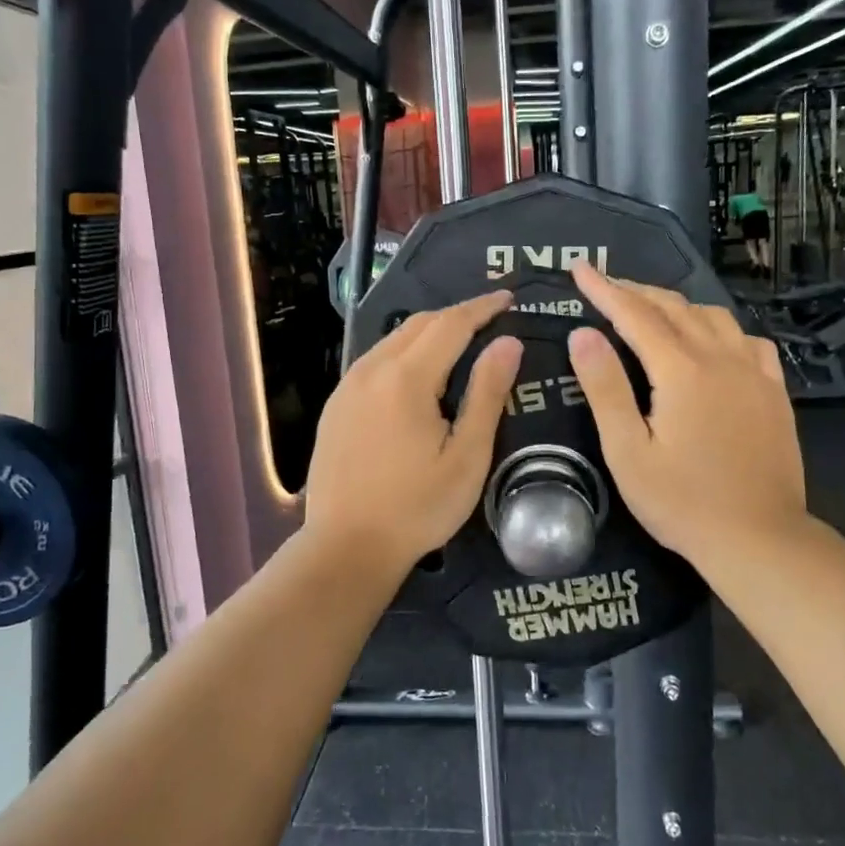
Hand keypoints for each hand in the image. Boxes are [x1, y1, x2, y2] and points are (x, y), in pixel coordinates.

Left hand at [305, 290, 523, 573]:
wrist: (345, 547)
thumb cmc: (416, 507)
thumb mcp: (467, 456)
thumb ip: (487, 394)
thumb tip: (508, 343)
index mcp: (406, 378)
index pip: (451, 323)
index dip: (482, 307)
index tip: (508, 298)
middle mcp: (371, 370)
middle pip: (420, 324)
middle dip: (457, 315)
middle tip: (490, 318)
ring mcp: (348, 386)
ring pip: (393, 340)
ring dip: (429, 332)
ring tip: (460, 341)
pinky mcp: (336, 405)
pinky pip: (375, 361)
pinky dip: (404, 352)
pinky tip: (418, 372)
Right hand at [566, 264, 806, 563]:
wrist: (759, 539)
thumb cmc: (682, 502)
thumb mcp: (628, 450)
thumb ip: (605, 388)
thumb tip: (582, 335)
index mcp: (682, 371)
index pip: (635, 314)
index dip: (604, 289)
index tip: (580, 268)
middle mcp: (721, 359)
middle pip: (675, 308)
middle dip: (636, 291)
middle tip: (605, 285)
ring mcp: (754, 374)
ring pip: (713, 317)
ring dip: (677, 305)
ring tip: (651, 309)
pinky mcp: (774, 392)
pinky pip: (747, 340)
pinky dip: (720, 328)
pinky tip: (713, 340)